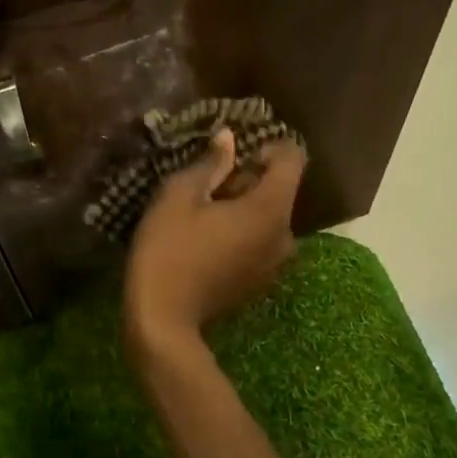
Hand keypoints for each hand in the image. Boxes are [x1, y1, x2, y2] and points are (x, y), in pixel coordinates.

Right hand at [124, 130, 306, 354]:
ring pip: (269, 217)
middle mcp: (286, 235)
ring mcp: (276, 263)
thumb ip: (210, 163)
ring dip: (243, 207)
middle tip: (206, 187)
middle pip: (280, 189)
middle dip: (248, 179)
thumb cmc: (169, 249)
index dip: (267, 146)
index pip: (293, 158)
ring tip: (203, 215)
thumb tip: (229, 138)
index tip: (233, 156)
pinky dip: (242, 232)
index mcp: (271, 209)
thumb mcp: (179, 196)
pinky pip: (261, 242)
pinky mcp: (261, 281)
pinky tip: (207, 240)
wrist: (163, 319)